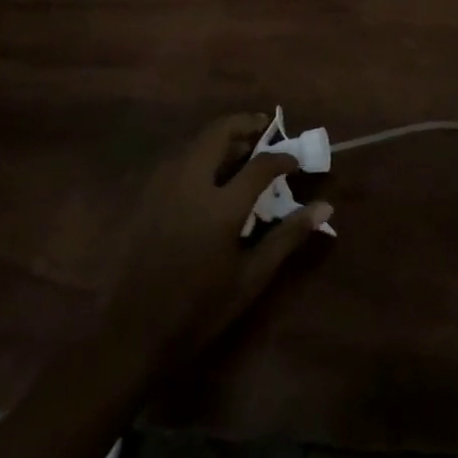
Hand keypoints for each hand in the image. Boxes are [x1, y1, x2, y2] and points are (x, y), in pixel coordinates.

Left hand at [98, 112, 332, 372]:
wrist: (133, 332)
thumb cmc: (199, 308)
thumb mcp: (251, 277)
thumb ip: (288, 236)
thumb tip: (325, 207)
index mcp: (220, 206)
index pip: (260, 164)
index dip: (282, 157)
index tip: (295, 161)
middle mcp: (190, 183)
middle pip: (219, 132)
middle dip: (245, 125)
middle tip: (265, 131)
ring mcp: (162, 186)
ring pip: (195, 142)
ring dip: (221, 137)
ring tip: (242, 152)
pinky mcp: (146, 195)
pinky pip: (178, 159)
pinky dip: (200, 153)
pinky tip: (210, 175)